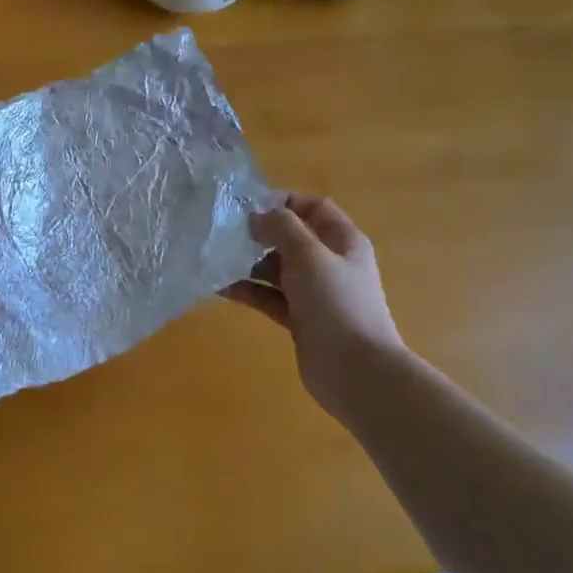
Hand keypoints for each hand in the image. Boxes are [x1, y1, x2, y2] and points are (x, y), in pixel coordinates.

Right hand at [221, 194, 409, 422]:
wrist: (356, 371)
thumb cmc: (336, 304)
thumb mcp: (309, 255)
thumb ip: (282, 228)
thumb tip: (256, 216)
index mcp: (342, 241)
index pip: (313, 207)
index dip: (283, 201)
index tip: (247, 206)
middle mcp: (329, 262)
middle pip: (291, 237)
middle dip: (259, 234)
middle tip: (224, 233)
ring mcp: (314, 293)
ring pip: (276, 269)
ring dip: (248, 263)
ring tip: (216, 260)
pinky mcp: (300, 318)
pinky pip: (269, 297)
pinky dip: (248, 290)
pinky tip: (220, 288)